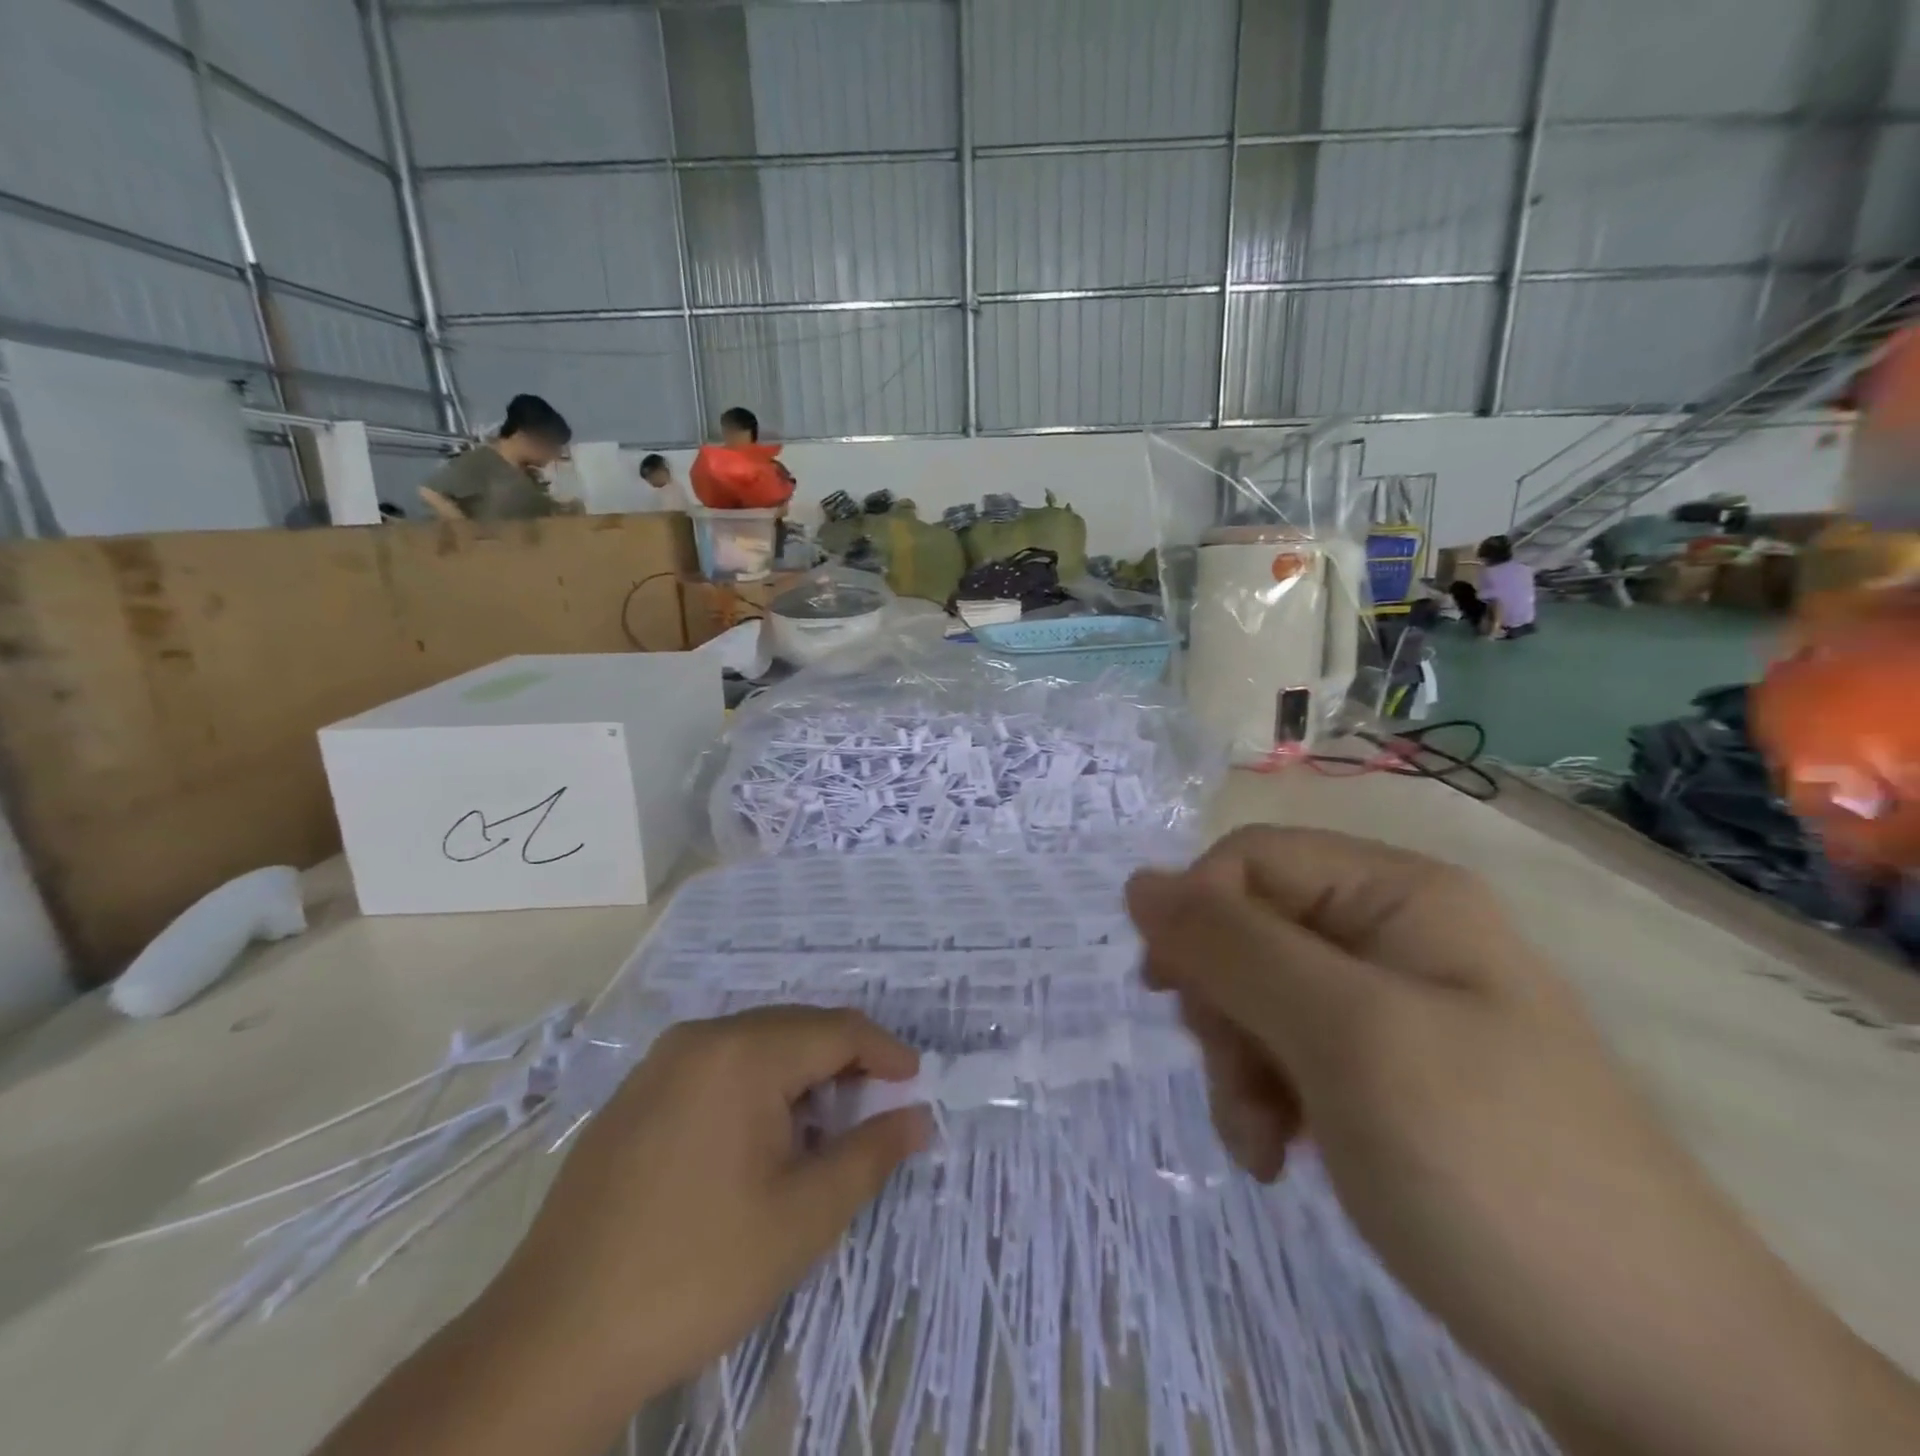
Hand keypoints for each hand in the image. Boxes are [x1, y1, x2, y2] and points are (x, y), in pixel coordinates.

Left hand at [320, 1007, 928, 1455]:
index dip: (885, 1052)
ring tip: (823, 1128)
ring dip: (800, 1076)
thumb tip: (919, 1116)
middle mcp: (700, 1039)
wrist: (553, 1339)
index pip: (836, 1030)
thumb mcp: (804, 1216)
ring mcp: (659, 1064)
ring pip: (754, 1047)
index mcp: (743, 1053)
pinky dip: (755, 1088)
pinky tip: (759, 1140)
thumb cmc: (696, 1271)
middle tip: (876, 1108)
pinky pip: (715, 1068)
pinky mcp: (634, 1096)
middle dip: (844, 1062)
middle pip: (795, 1029)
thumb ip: (871, 1153)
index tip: (917, 1082)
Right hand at [1127, 827, 1919, 1455]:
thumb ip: (1232, 947)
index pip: (1248, 860)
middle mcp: (1391, 934)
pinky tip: (1278, 1155)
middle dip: (1222, 1005)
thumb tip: (1138, 882)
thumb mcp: (1345, 1037)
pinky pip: (1286, 1052)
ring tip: (1262, 1139)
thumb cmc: (1489, 1166)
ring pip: (1255, 996)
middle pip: (1247, 930)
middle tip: (1240, 1078)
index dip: (1198, 916)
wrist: (1654, 1370)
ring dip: (1236, 1063)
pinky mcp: (1385, 1073)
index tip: (1172, 995)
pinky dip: (1263, 1098)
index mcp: (1396, 894)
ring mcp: (1390, 1008)